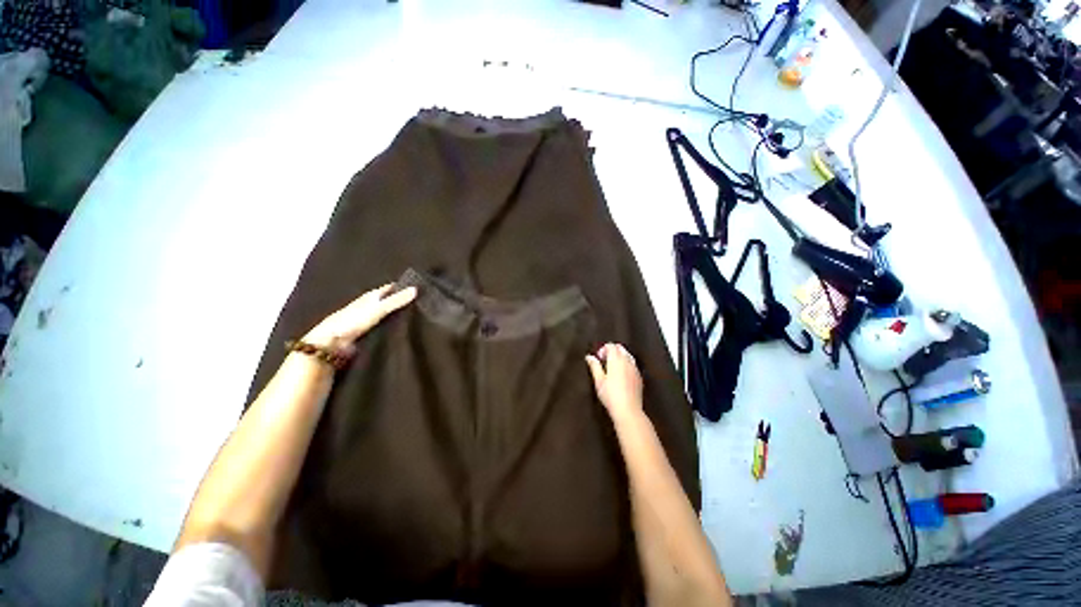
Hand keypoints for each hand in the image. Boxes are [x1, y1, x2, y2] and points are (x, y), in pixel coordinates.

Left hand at [304, 284, 417, 353]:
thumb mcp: (379, 308)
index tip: (420, 289)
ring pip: (388, 314)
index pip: (391, 288)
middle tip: (422, 304)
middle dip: (403, 302)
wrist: (333, 343)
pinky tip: (404, 330)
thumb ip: (397, 300)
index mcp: (372, 296)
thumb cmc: (354, 320)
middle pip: (390, 301)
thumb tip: (417, 289)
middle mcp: (370, 305)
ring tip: (418, 317)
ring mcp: (369, 319)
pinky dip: (393, 327)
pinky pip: (386, 327)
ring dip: (398, 316)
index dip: (403, 287)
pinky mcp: (369, 332)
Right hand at [585, 343, 643, 420]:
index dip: (603, 349)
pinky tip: (621, 375)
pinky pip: (633, 364)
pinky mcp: (639, 377)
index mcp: (616, 360)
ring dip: (620, 356)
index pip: (611, 346)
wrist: (628, 410)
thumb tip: (589, 357)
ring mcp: (635, 369)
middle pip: (620, 348)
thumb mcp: (599, 381)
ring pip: (628, 355)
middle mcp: (627, 361)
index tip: (598, 358)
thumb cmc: (610, 395)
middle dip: (612, 350)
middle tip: (604, 360)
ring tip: (613, 367)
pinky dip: (626, 364)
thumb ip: (594, 366)